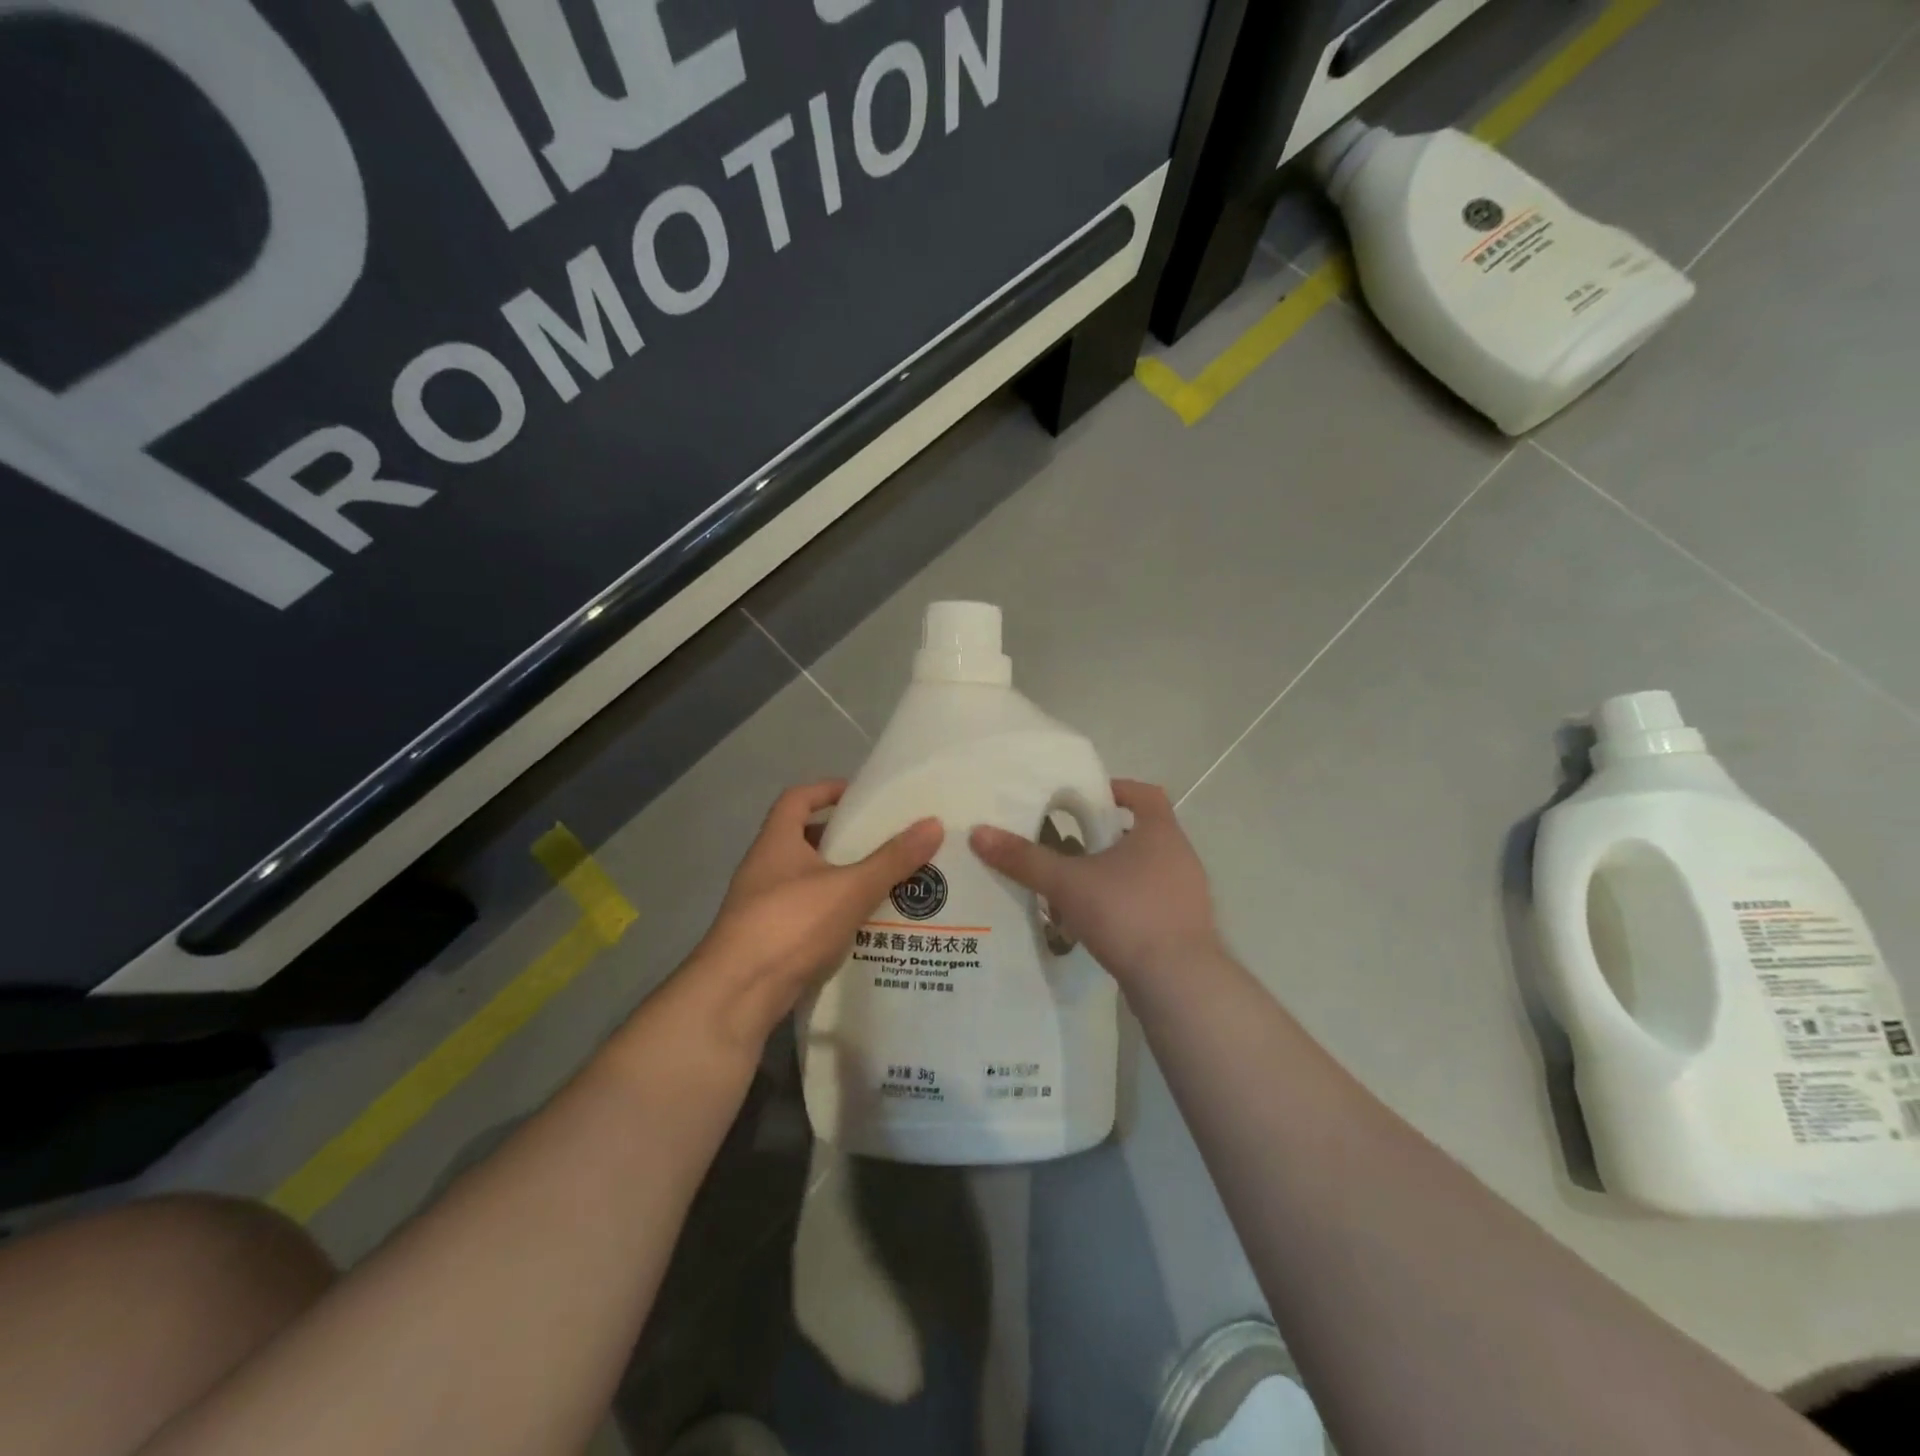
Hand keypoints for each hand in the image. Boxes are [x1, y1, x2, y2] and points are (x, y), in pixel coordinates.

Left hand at [691, 780, 942, 1045]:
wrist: (737, 994)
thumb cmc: (791, 924)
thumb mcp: (850, 888)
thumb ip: (892, 859)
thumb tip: (933, 823)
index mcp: (776, 842)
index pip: (797, 799)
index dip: (826, 790)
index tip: (859, 795)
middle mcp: (763, 868)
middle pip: (802, 839)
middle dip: (841, 839)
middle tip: (881, 842)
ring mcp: (761, 906)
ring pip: (806, 880)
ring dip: (838, 879)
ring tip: (881, 883)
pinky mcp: (767, 940)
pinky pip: (805, 914)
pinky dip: (831, 913)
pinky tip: (861, 927)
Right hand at [970, 779, 1220, 986]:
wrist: (1178, 983)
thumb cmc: (1126, 913)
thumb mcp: (1067, 883)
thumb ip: (1024, 859)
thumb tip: (979, 833)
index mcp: (1160, 833)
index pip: (1145, 794)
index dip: (1119, 790)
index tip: (1088, 798)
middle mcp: (1180, 858)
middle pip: (1142, 834)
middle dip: (1106, 838)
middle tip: (1069, 845)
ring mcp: (1187, 896)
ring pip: (1145, 873)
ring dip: (1113, 875)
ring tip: (1075, 887)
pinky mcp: (1185, 930)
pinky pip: (1150, 905)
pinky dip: (1124, 906)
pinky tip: (1095, 925)